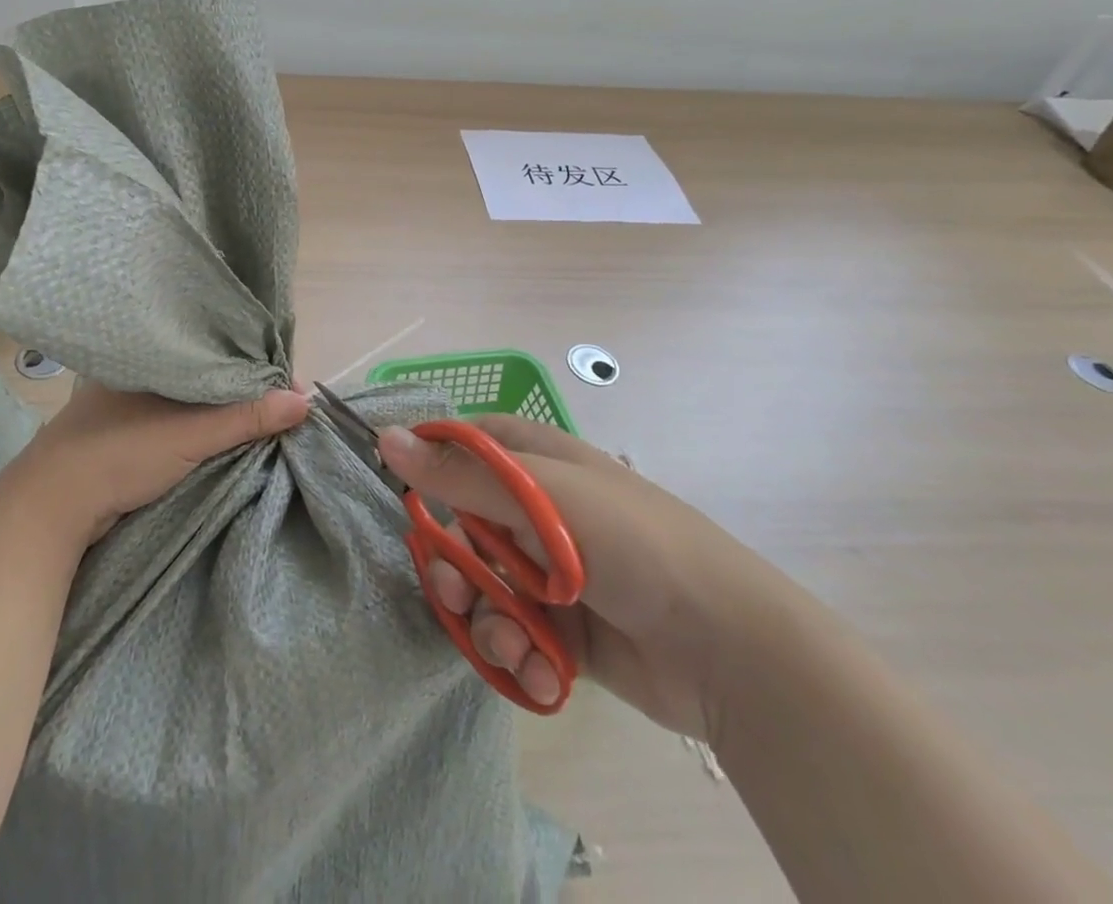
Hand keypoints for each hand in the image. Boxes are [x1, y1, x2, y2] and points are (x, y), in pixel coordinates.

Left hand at [4, 382, 310, 549]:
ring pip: (191, 399)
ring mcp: (128, 403)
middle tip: (281, 406)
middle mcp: (140, 371)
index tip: (286, 387)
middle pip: (207, 373)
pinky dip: (201, 427)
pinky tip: (224, 434)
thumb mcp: (192, 434)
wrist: (50, 507)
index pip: (215, 348)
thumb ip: (247, 417)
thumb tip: (305, 401)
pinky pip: (177, 420)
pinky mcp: (125, 433)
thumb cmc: (120, 453)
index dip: (254, 366)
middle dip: (243, 389)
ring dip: (222, 411)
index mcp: (149, 353)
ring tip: (263, 419)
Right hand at [378, 415, 802, 743]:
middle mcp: (538, 512)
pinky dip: (521, 657)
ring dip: (488, 621)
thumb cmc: (633, 544)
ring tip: (517, 645)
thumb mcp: (543, 499)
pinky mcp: (562, 630)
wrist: (728, 649)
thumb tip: (384, 438)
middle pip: (460, 527)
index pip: (464, 446)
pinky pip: (514, 636)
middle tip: (456, 592)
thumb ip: (460, 474)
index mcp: (537, 462)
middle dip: (454, 566)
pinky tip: (544, 675)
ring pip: (482, 588)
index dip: (431, 467)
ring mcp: (549, 572)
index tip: (405, 496)